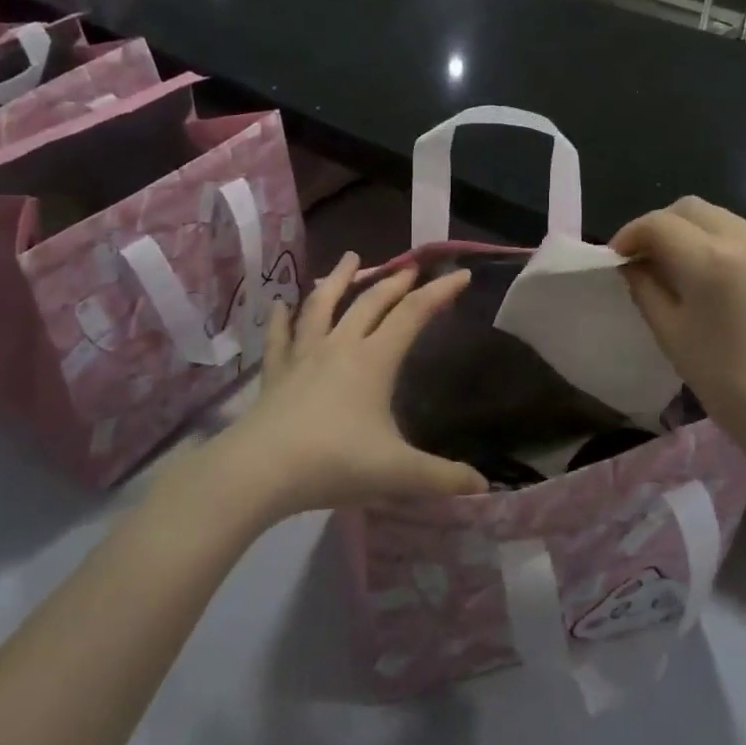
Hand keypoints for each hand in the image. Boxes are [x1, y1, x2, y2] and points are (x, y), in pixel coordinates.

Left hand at [219, 253, 488, 517]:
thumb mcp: (396, 473)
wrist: (260, 470)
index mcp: (374, 360)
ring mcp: (304, 356)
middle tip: (410, 266)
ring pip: (322, 306)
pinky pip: (279, 338)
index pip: (413, 314)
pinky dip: (281, 318)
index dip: (440, 292)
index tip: (461, 274)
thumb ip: (441, 478)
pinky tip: (278, 303)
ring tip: (349, 258)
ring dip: (338, 279)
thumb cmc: (334, 463)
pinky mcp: (275, 373)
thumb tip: (484, 486)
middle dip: (395, 282)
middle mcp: (340, 347)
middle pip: (371, 302)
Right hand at [612, 197, 745, 458]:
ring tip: (683, 268)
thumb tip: (632, 263)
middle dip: (662, 225)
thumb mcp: (670, 333)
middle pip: (691, 208)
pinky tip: (721, 283)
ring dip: (694, 233)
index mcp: (710, 260)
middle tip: (647, 257)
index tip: (618, 257)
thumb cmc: (724, 380)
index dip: (630, 234)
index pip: (658, 224)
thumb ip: (644, 287)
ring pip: (723, 219)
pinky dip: (725, 247)